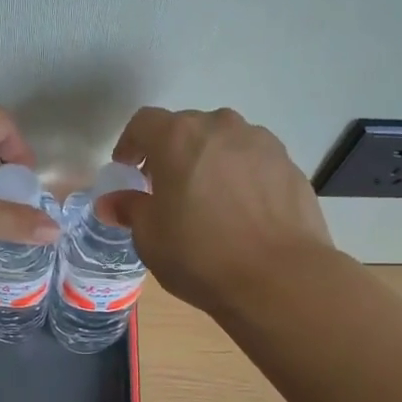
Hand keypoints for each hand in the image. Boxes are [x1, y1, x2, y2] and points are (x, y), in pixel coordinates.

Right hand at [98, 107, 331, 314]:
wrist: (280, 278)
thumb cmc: (200, 255)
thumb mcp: (150, 237)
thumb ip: (129, 209)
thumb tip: (112, 202)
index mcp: (178, 137)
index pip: (144, 123)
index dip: (130, 144)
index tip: (126, 170)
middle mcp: (220, 127)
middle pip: (186, 128)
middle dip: (170, 153)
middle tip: (164, 189)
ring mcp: (260, 143)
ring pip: (223, 143)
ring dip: (208, 162)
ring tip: (206, 200)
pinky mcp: (289, 165)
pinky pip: (253, 162)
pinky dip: (239, 177)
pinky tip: (240, 213)